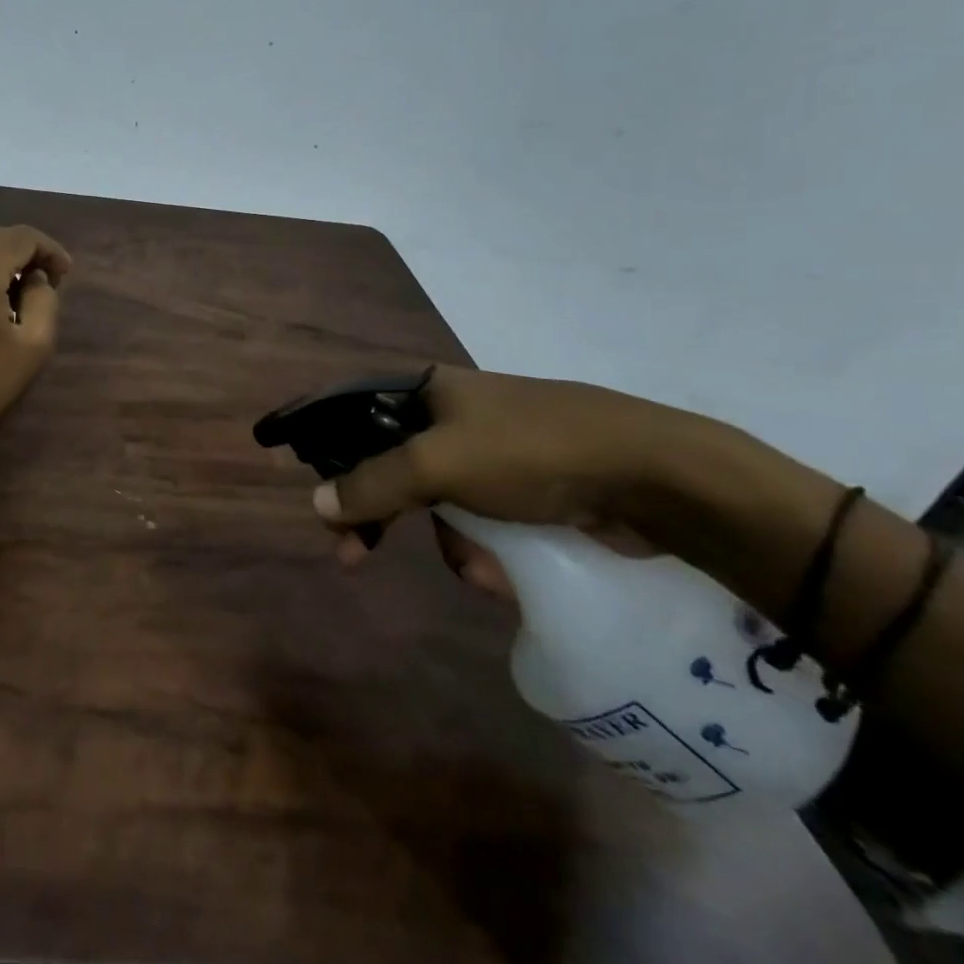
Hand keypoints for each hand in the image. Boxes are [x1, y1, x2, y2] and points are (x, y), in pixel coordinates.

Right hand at [311, 366, 723, 586]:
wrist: (655, 476)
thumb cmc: (531, 452)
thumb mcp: (439, 464)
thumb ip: (373, 483)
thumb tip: (317, 503)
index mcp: (429, 391)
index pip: (355, 414)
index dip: (324, 448)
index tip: (309, 490)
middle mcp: (456, 415)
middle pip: (392, 465)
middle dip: (378, 513)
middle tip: (352, 554)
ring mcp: (495, 452)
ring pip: (439, 503)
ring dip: (449, 541)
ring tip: (479, 568)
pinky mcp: (530, 488)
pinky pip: (483, 522)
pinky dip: (486, 549)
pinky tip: (505, 572)